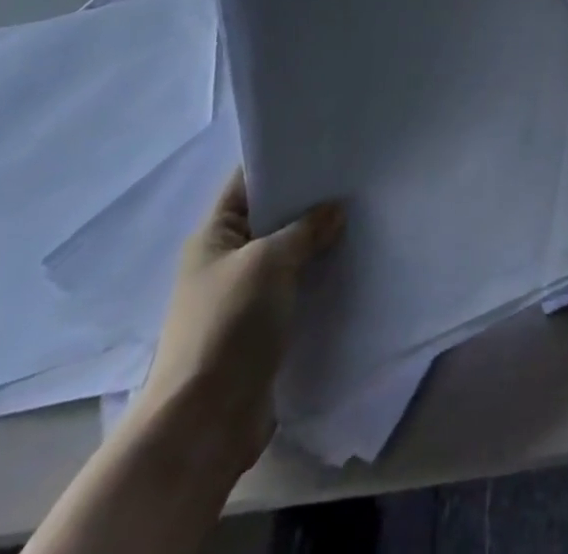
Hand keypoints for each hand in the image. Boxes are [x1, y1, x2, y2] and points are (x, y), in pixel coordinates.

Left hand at [132, 170, 343, 472]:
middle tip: (356, 179)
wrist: (204, 422)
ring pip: (286, 255)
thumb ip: (305, 229)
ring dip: (317, 242)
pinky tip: (351, 264)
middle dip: (310, 201)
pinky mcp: (261, 330)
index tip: (325, 145)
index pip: (248, 181)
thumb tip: (335, 209)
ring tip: (362, 216)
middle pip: (271, 217)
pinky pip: (294, 289)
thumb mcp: (270, 261)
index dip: (282, 161)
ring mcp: (242, 297)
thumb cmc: (228, 324)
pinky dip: (318, 277)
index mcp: (213, 235)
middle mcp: (224, 261)